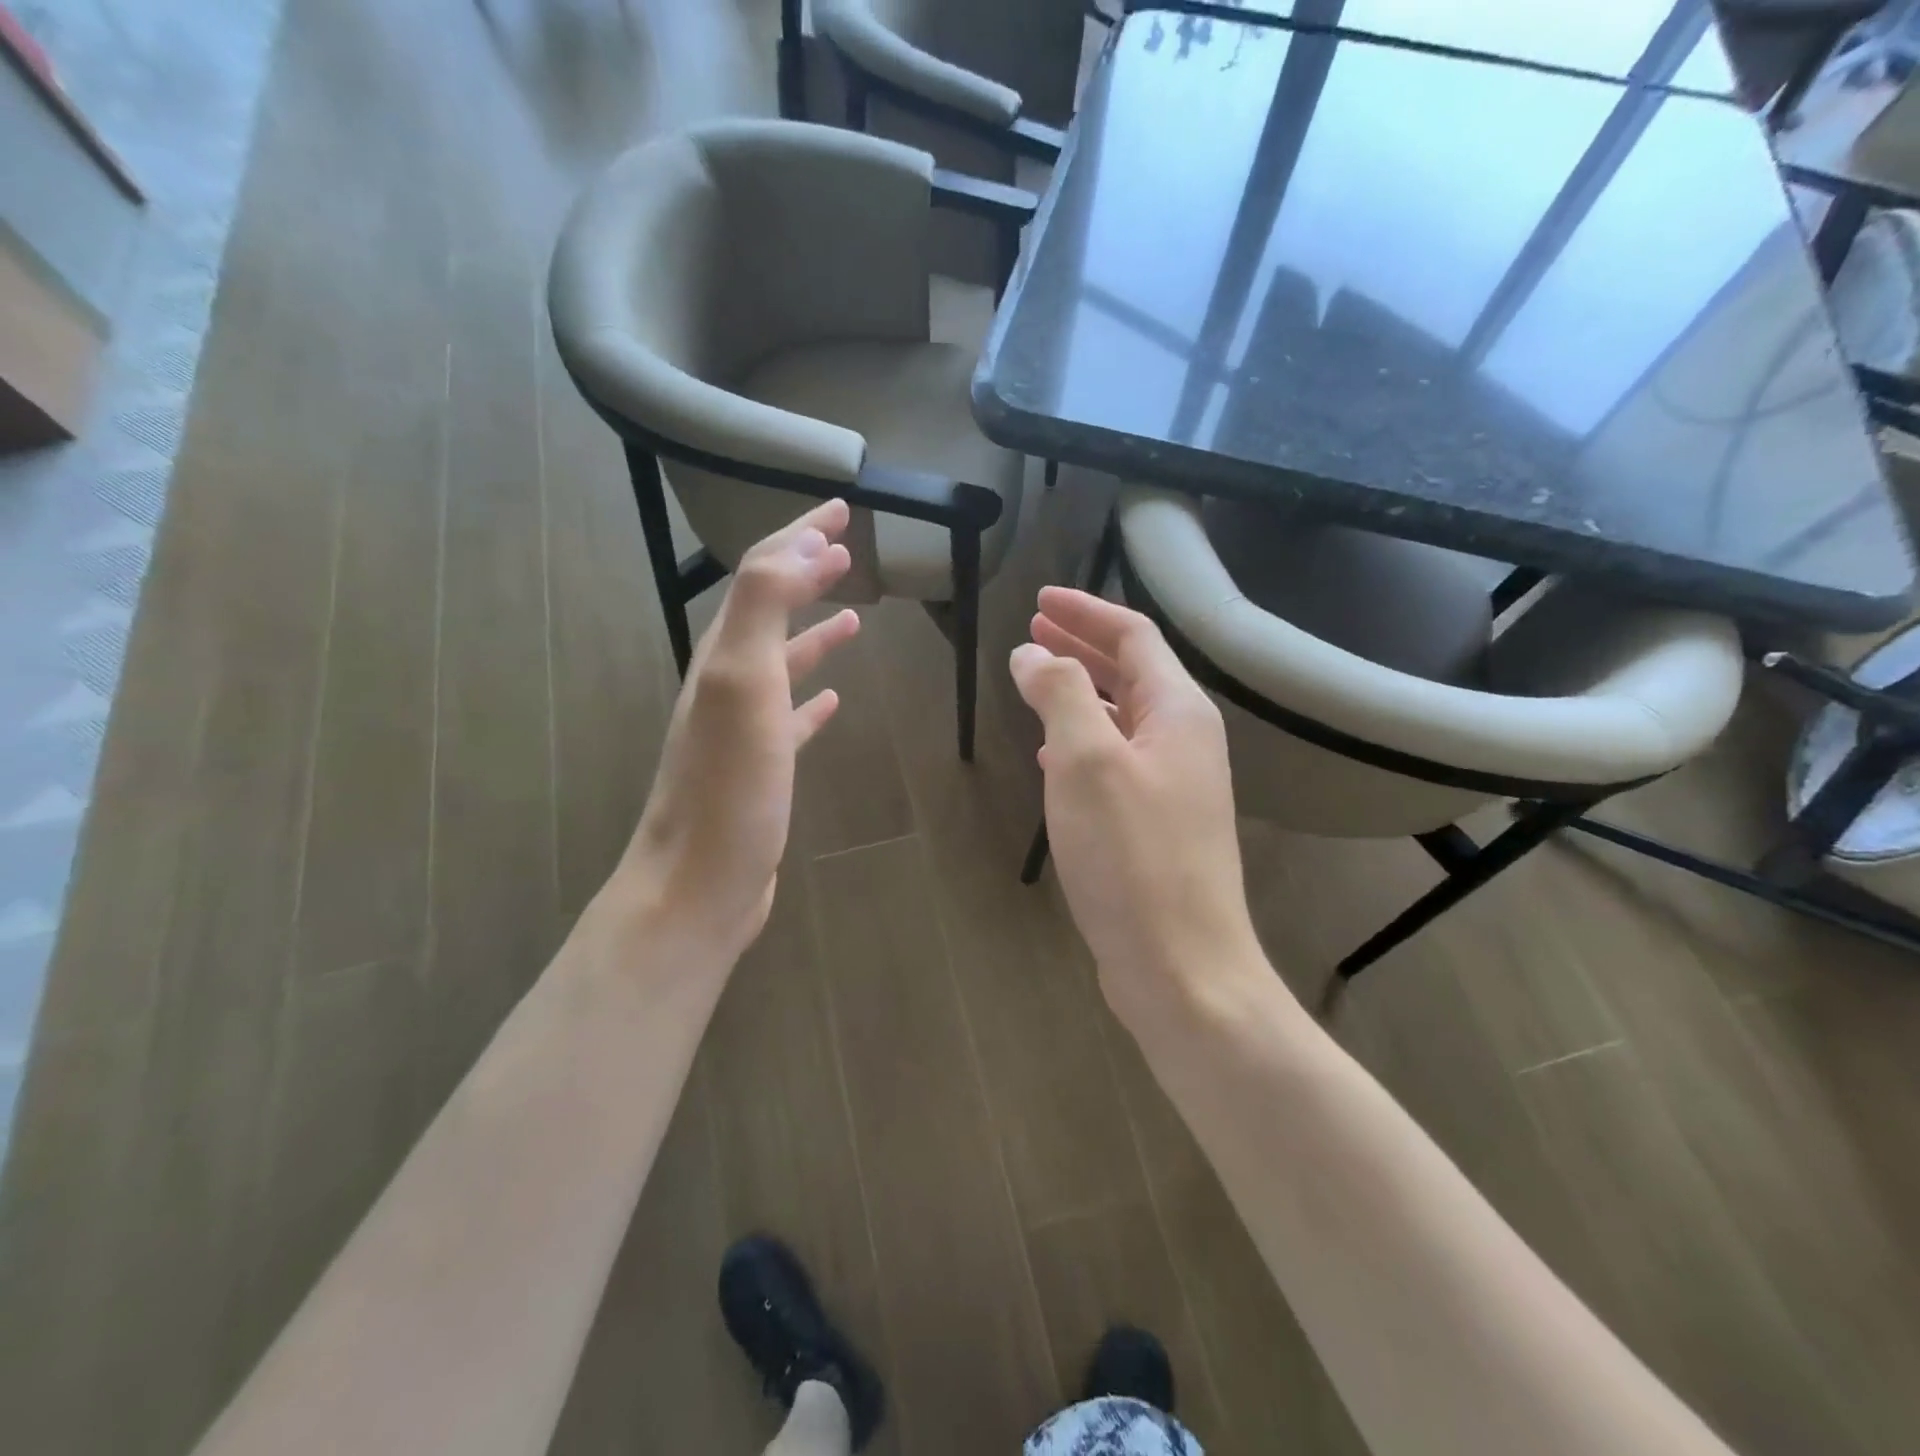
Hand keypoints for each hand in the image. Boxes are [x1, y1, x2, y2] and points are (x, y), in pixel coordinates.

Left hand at [616, 499, 859, 968]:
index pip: (763, 574)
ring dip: (814, 630)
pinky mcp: (762, 769)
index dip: (801, 536)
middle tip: (846, 545)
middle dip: (806, 570)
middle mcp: (728, 682)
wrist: (700, 884)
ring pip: (783, 661)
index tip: (844, 512)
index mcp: (725, 655)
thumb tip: (800, 547)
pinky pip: (791, 719)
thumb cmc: (728, 787)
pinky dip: (813, 699)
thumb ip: (762, 607)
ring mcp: (743, 728)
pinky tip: (835, 701)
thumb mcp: (741, 683)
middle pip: (769, 609)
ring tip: (854, 613)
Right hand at [1010, 587, 1267, 1026]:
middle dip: (1081, 646)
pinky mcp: (1156, 824)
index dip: (1086, 611)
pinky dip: (1083, 742)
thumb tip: (1033, 653)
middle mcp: (1184, 740)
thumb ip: (1058, 694)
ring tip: (1035, 681)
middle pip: (1131, 672)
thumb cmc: (1132, 856)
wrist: (1181, 966)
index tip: (1038, 600)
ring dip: (1079, 693)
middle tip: (1032, 631)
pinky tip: (1052, 756)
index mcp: (1178, 712)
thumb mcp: (1086, 761)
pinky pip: (1117, 761)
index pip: (1134, 637)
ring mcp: (1174, 785)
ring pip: (1122, 718)